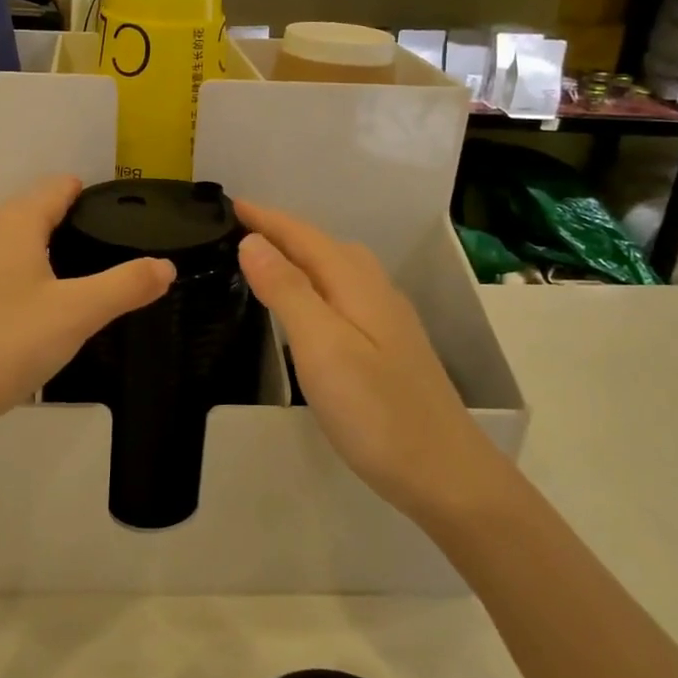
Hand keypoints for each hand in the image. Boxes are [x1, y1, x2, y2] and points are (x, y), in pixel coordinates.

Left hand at [0, 177, 174, 446]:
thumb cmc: (9, 341)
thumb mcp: (78, 313)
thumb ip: (125, 286)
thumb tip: (166, 266)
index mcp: (14, 227)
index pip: (55, 188)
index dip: (86, 190)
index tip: (116, 206)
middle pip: (32, 213)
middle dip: (69, 220)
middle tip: (108, 244)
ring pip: (14, 245)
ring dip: (45, 250)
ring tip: (81, 275)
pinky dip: (25, 276)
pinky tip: (40, 308)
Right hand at [235, 201, 486, 517]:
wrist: (446, 474)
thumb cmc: (376, 411)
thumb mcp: (322, 347)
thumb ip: (288, 291)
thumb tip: (253, 241)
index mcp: (356, 285)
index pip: (305, 237)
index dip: (268, 219)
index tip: (231, 202)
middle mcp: (376, 292)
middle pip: (325, 246)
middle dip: (283, 231)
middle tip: (240, 228)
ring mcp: (388, 321)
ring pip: (339, 270)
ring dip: (301, 255)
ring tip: (267, 259)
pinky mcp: (390, 347)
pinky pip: (345, 294)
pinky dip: (317, 283)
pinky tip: (310, 307)